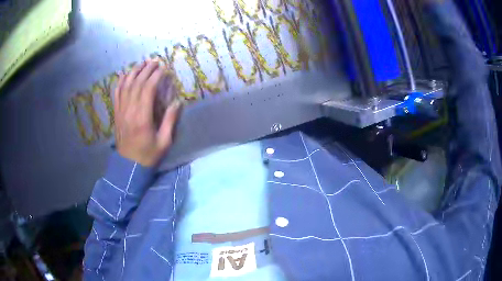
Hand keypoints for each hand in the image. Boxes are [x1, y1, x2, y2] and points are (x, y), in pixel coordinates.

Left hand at [114, 59, 181, 166]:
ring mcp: (121, 112)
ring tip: (141, 63)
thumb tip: (176, 102)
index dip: (156, 76)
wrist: (129, 166)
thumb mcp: (164, 142)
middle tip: (155, 61)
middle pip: (137, 84)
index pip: (148, 89)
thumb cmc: (148, 155)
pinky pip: (116, 94)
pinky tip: (125, 74)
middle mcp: (130, 111)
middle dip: (146, 70)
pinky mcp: (117, 114)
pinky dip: (120, 82)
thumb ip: (170, 121)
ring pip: (125, 86)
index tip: (164, 68)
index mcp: (142, 118)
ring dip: (133, 72)